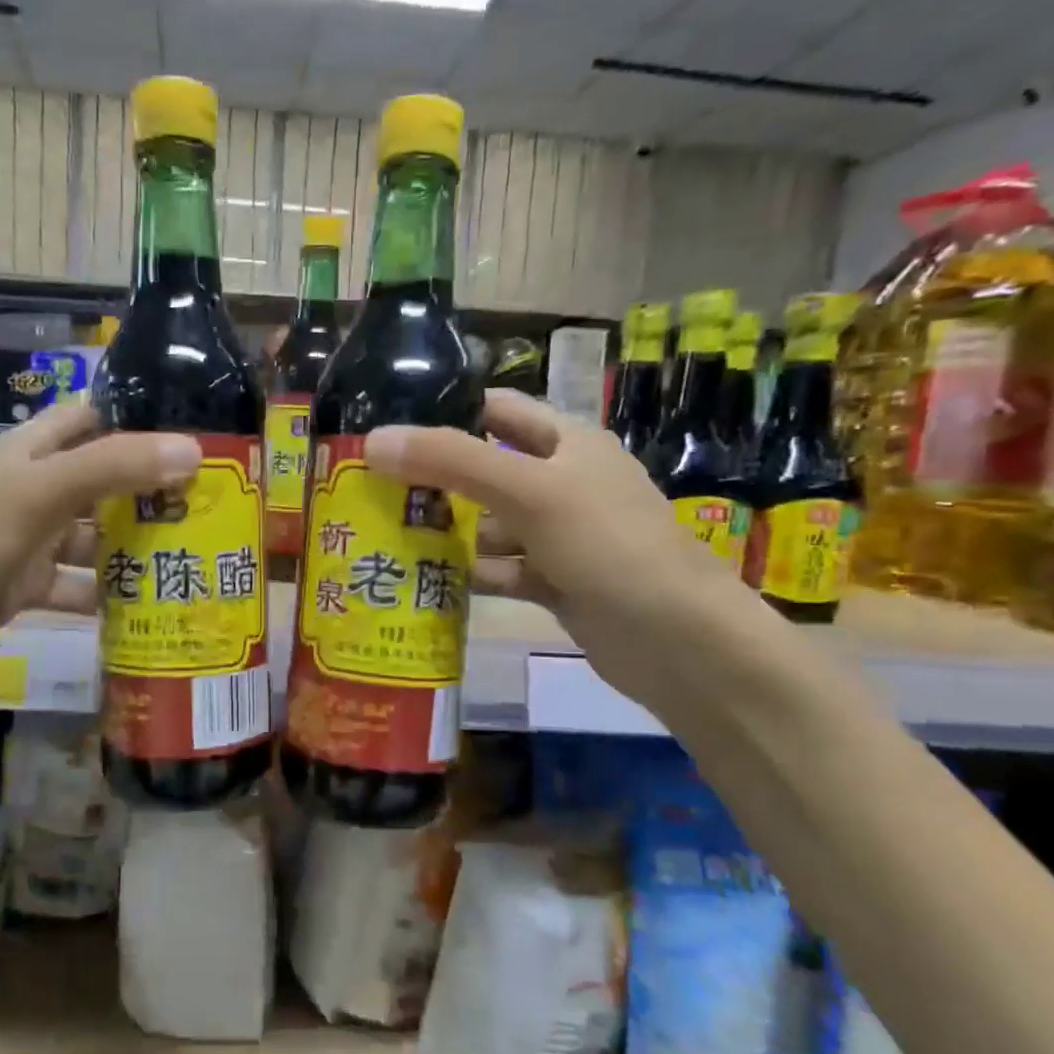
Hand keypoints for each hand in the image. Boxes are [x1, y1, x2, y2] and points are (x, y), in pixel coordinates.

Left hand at [0, 401, 199, 681]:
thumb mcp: (40, 493)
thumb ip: (113, 466)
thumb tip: (192, 449)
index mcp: (30, 452)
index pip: (90, 419)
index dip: (136, 420)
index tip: (192, 434)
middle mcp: (33, 489)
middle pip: (102, 480)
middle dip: (149, 490)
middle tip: (210, 503)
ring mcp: (29, 541)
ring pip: (94, 537)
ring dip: (134, 546)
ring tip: (192, 556)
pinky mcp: (26, 586)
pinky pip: (78, 584)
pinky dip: (107, 594)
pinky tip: (147, 606)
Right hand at [366, 389, 763, 709]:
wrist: (679, 642)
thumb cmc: (608, 546)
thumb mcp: (530, 491)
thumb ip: (452, 461)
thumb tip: (374, 440)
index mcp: (566, 442)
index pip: (496, 411)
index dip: (446, 413)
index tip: (388, 429)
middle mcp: (562, 482)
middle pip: (485, 471)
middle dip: (436, 481)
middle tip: (373, 492)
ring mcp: (559, 536)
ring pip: (490, 526)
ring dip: (449, 534)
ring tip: (388, 541)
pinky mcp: (555, 582)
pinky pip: (502, 569)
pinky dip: (473, 575)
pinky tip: (431, 584)